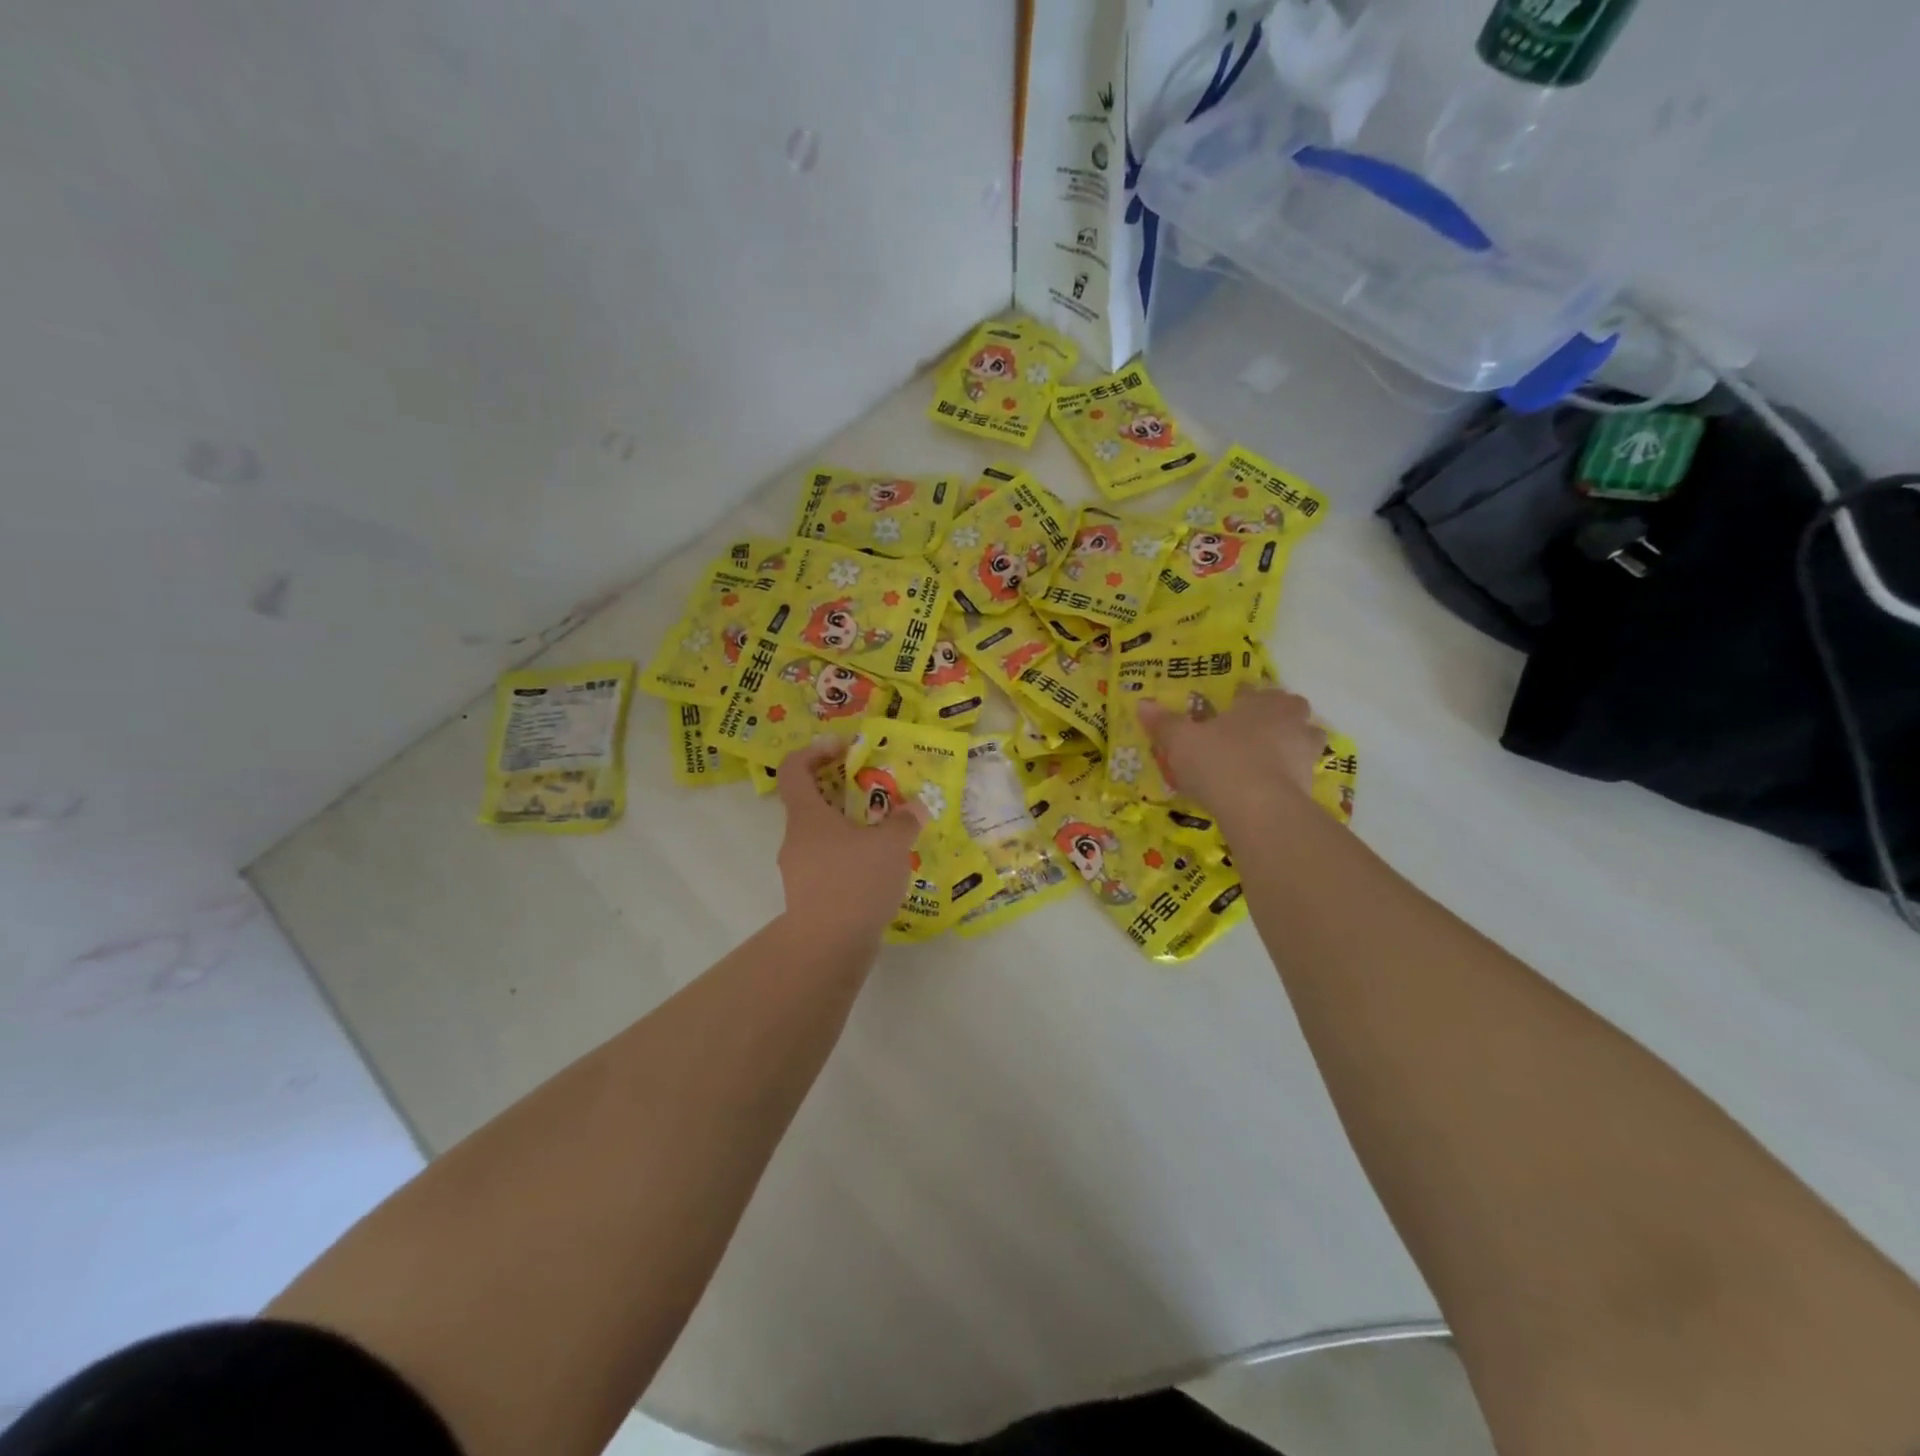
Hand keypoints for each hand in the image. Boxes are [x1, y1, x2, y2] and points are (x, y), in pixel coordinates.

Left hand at [775, 738, 925, 942]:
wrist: (828, 947)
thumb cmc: (854, 882)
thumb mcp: (890, 845)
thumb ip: (904, 821)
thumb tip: (915, 808)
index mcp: (807, 816)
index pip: (793, 769)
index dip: (814, 751)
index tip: (844, 749)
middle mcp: (796, 839)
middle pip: (811, 803)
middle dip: (843, 792)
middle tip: (878, 794)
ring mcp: (799, 870)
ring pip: (822, 836)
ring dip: (850, 829)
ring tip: (886, 835)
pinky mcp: (809, 896)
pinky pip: (828, 864)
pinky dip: (850, 858)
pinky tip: (878, 870)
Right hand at [1138, 688, 1324, 819]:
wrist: (1260, 809)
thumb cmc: (1219, 762)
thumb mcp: (1181, 741)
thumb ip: (1164, 722)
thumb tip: (1143, 703)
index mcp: (1261, 702)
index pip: (1253, 690)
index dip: (1238, 698)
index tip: (1224, 709)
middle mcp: (1290, 720)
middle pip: (1288, 711)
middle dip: (1273, 718)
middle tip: (1247, 734)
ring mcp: (1306, 753)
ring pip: (1301, 741)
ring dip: (1287, 747)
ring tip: (1261, 762)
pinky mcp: (1311, 785)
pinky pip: (1298, 774)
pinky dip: (1285, 778)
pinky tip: (1263, 790)